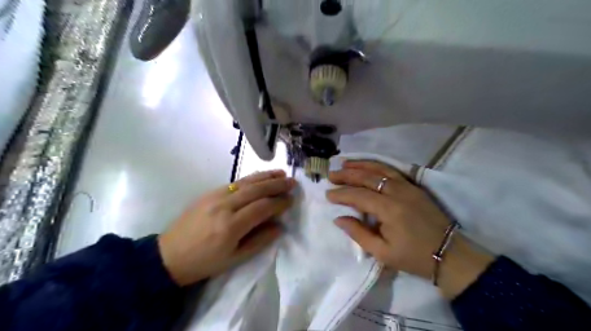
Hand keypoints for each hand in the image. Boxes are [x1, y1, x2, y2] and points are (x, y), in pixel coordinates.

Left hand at [158, 169, 294, 285]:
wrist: (169, 255)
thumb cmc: (205, 262)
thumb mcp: (235, 259)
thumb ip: (260, 241)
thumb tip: (279, 226)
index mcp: (231, 226)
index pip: (262, 207)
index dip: (279, 203)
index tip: (291, 200)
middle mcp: (224, 206)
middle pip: (256, 190)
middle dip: (277, 185)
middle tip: (293, 182)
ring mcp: (215, 196)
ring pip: (246, 182)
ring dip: (266, 176)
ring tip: (281, 174)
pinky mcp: (210, 192)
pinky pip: (235, 182)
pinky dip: (251, 178)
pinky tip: (261, 176)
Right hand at [328, 162, 494, 298]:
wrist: (449, 253)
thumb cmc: (413, 256)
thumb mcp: (382, 252)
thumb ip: (358, 233)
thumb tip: (338, 218)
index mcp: (389, 209)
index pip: (359, 195)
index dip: (341, 194)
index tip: (328, 194)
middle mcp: (398, 192)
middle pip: (367, 177)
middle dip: (347, 175)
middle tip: (331, 174)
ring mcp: (408, 186)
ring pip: (380, 169)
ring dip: (361, 165)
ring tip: (345, 163)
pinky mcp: (414, 186)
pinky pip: (392, 170)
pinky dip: (377, 165)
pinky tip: (368, 165)